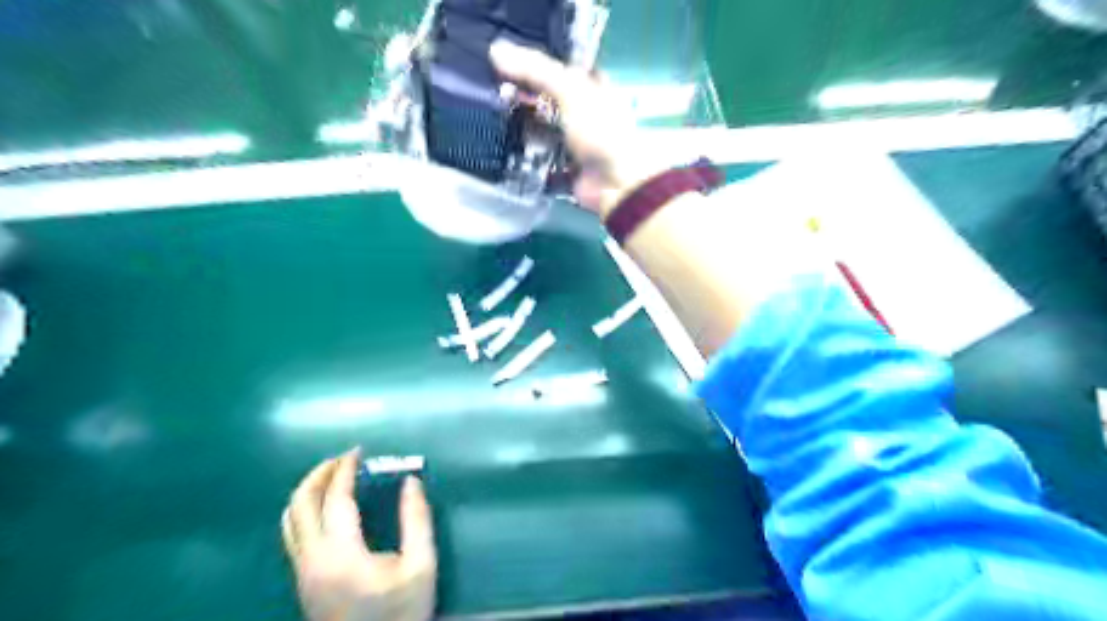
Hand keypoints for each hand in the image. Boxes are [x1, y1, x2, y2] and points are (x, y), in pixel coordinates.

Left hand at [283, 450, 437, 619]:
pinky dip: (305, 509)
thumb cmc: (401, 613)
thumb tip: (410, 481)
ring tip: (333, 475)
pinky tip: (327, 506)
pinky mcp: (302, 581)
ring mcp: (302, 572)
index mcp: (342, 554)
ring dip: (308, 490)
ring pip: (289, 520)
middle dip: (319, 474)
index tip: (359, 451)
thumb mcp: (421, 566)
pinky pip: (292, 533)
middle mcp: (312, 560)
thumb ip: (417, 520)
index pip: (335, 500)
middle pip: (300, 505)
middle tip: (344, 458)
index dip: (345, 470)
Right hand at [491, 39, 663, 216]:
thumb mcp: (570, 91)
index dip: (535, 65)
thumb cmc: (601, 130)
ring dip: (521, 129)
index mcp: (592, 88)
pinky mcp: (565, 171)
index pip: (560, 70)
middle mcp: (583, 115)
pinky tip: (502, 151)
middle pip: (548, 101)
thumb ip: (535, 70)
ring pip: (542, 132)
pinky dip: (525, 160)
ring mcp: (574, 145)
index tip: (504, 62)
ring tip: (491, 119)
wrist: (617, 183)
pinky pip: (540, 163)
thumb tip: (495, 50)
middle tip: (492, 92)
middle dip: (524, 98)